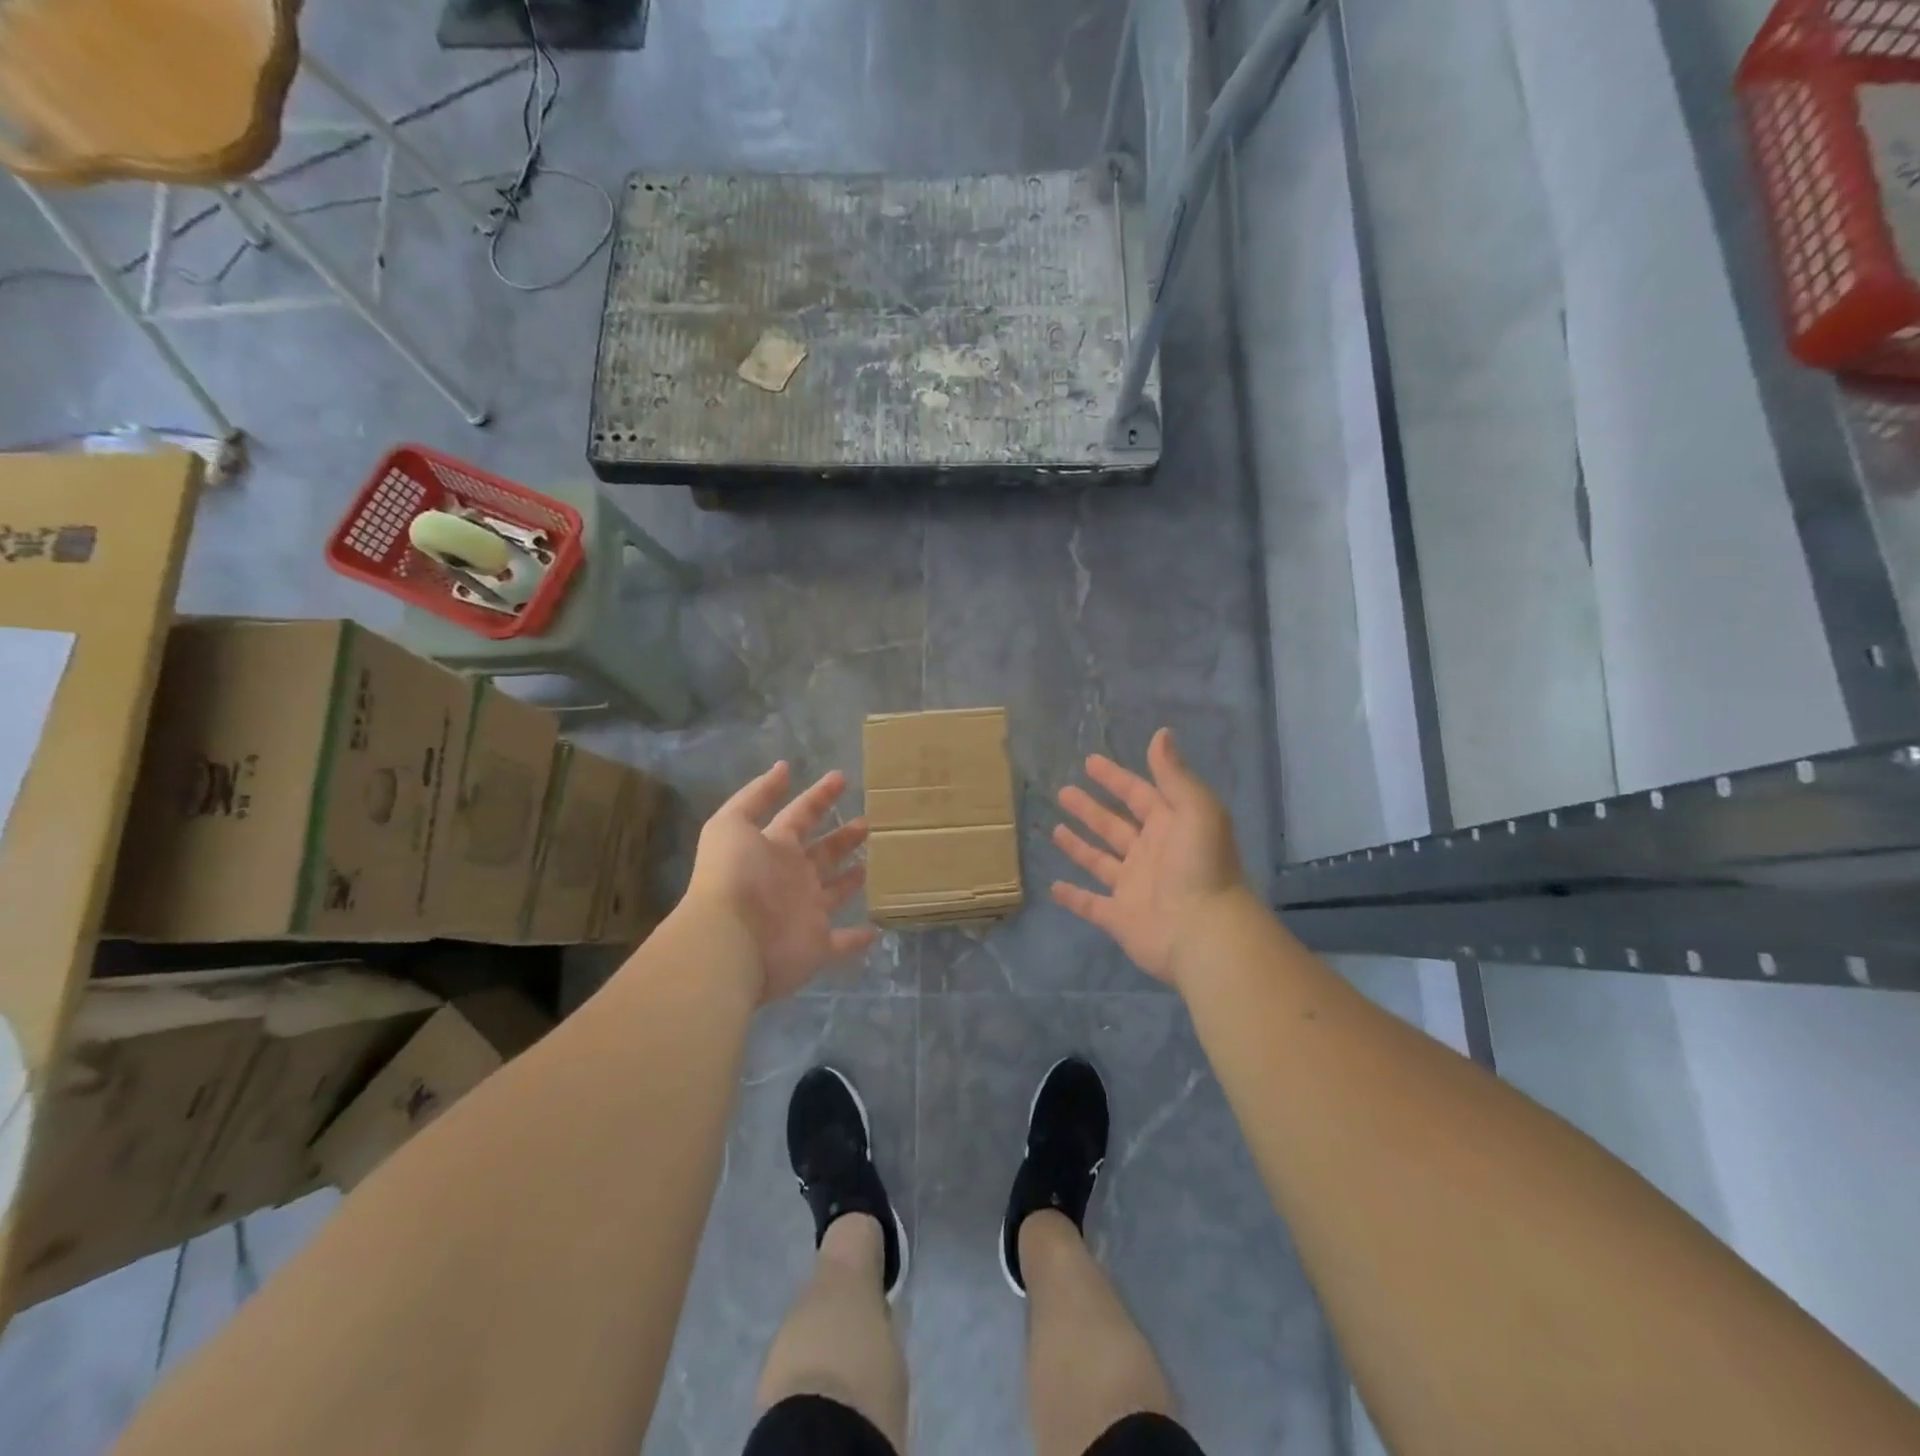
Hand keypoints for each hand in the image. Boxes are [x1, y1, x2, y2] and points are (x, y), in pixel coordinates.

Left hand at [687, 762, 879, 1001]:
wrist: (729, 941)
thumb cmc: (734, 877)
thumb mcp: (732, 824)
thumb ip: (757, 795)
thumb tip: (783, 767)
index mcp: (773, 848)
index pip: (800, 815)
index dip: (819, 796)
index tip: (842, 777)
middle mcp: (791, 878)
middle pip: (822, 852)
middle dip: (843, 836)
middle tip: (869, 822)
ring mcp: (805, 913)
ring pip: (834, 892)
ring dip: (851, 879)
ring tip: (874, 861)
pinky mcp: (817, 946)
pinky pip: (842, 943)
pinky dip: (858, 938)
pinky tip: (876, 929)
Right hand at [1051, 728, 1245, 988]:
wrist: (1204, 931)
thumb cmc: (1200, 865)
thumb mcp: (1195, 809)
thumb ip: (1174, 774)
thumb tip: (1161, 733)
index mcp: (1170, 828)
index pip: (1138, 796)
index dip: (1116, 778)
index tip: (1090, 762)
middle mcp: (1150, 855)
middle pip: (1115, 826)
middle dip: (1091, 809)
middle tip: (1063, 792)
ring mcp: (1133, 887)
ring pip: (1100, 861)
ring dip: (1079, 846)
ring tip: (1055, 829)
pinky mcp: (1119, 917)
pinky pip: (1091, 904)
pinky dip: (1073, 897)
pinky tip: (1053, 886)